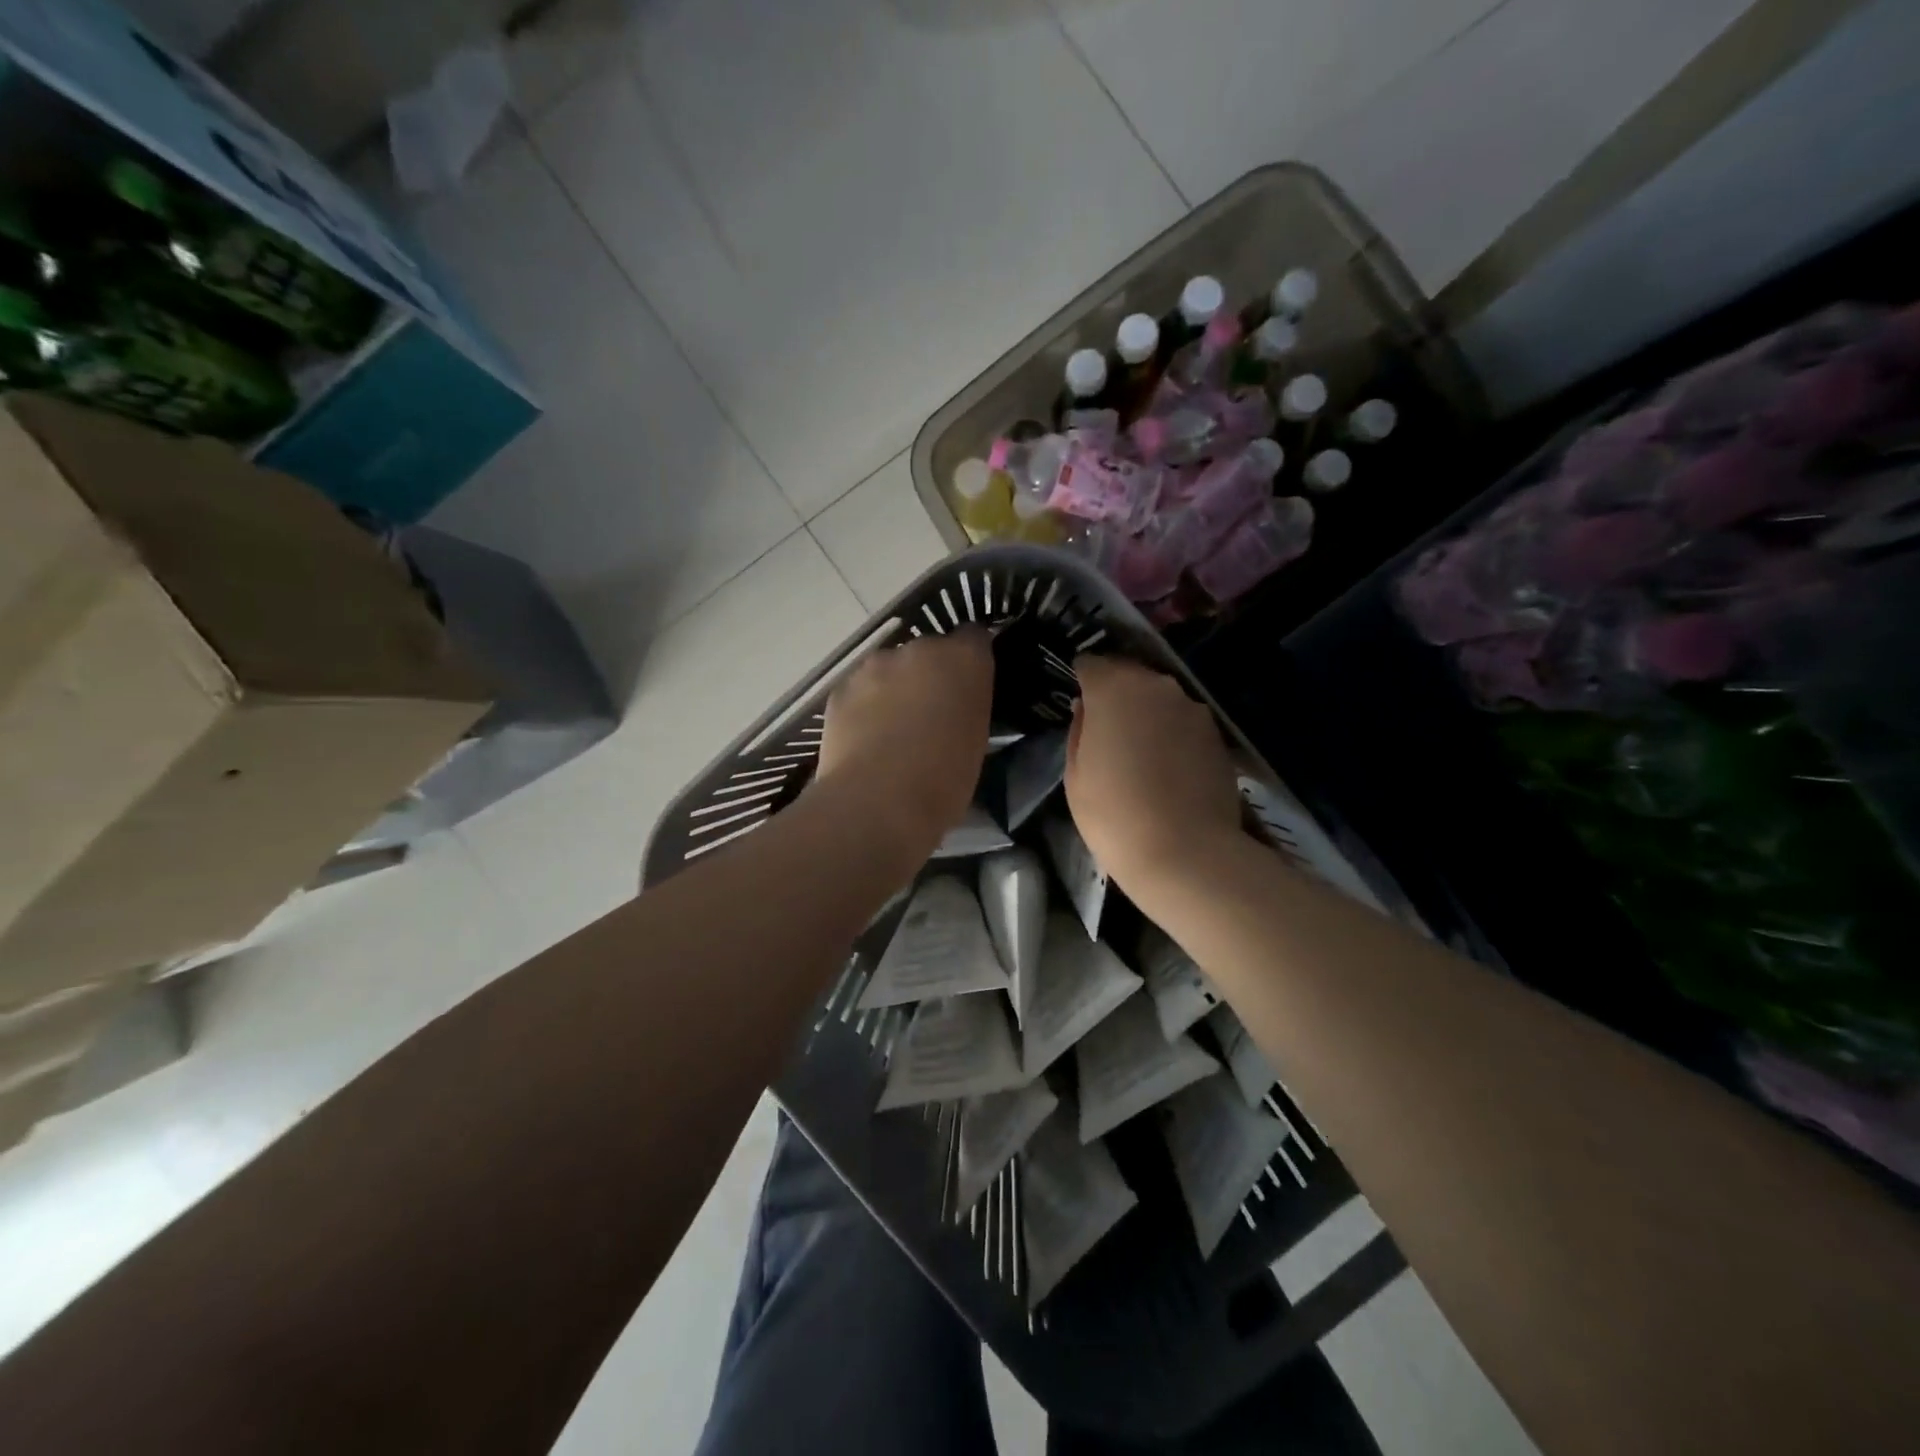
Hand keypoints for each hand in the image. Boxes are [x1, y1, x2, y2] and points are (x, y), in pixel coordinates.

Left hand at [813, 628, 993, 864]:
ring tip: (892, 731)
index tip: (968, 687)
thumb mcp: (975, 741)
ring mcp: (875, 665)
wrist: (877, 803)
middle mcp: (920, 649)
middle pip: (928, 652)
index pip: (974, 638)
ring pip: (890, 669)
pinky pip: (859, 690)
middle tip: (929, 715)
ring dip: (894, 688)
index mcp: (964, 660)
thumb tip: (955, 707)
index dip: (970, 660)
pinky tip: (864, 740)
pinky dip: (864, 707)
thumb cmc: (944, 781)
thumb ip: (967, 708)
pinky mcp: (841, 688)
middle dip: (929, 675)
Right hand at [1066, 656, 1243, 892]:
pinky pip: (1183, 721)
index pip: (1092, 664)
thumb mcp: (1076, 776)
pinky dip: (1171, 733)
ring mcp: (1191, 708)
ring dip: (1146, 713)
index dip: (1083, 680)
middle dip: (1115, 693)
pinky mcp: (1216, 733)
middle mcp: (1156, 686)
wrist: (1187, 853)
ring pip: (1159, 698)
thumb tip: (1087, 708)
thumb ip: (1080, 730)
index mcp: (1113, 689)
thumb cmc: (1114, 815)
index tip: (1080, 702)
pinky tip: (1166, 767)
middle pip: (1129, 675)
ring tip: (1138, 751)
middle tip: (1106, 728)